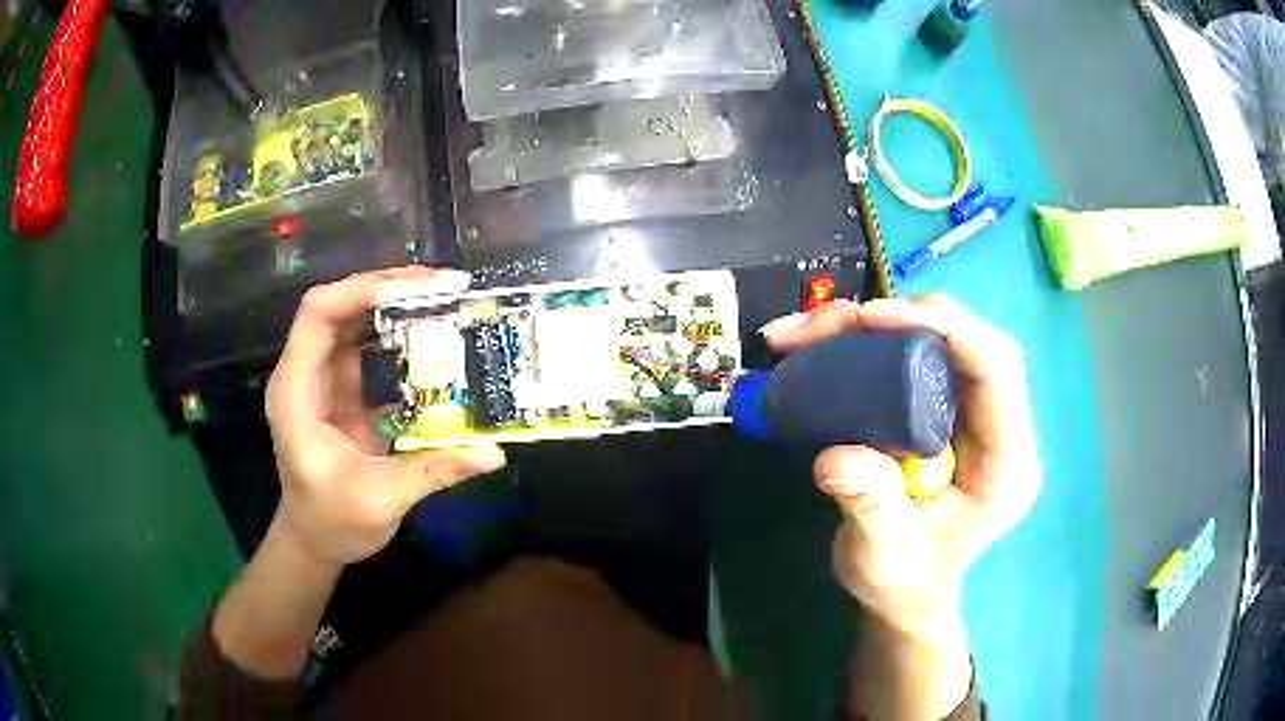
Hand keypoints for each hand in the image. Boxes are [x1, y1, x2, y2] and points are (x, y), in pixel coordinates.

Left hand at [265, 267, 506, 567]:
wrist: (314, 538)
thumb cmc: (332, 522)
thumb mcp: (381, 500)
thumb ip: (433, 470)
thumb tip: (494, 453)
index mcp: (296, 392)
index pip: (318, 316)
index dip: (361, 292)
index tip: (415, 292)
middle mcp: (304, 372)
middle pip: (338, 305)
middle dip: (388, 288)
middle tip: (445, 286)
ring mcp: (322, 377)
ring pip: (353, 317)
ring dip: (395, 302)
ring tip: (444, 297)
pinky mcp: (341, 387)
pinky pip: (366, 343)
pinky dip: (398, 330)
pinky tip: (431, 331)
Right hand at [763, 295, 1039, 633]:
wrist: (905, 592)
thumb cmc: (903, 583)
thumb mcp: (881, 557)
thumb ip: (869, 507)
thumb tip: (835, 458)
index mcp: (1006, 462)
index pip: (997, 369)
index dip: (946, 330)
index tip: (872, 319)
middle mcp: (998, 425)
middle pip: (968, 340)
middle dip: (901, 318)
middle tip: (830, 325)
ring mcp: (972, 414)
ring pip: (938, 339)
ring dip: (875, 325)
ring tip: (809, 333)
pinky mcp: (944, 408)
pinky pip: (914, 355)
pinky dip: (868, 342)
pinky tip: (823, 344)